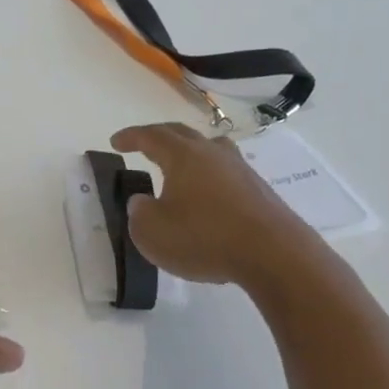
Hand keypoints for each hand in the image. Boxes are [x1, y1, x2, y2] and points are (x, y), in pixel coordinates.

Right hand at [111, 122, 319, 286]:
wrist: (273, 254)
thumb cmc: (204, 238)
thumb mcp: (152, 233)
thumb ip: (139, 213)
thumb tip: (142, 202)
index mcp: (182, 156)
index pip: (151, 136)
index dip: (131, 137)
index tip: (116, 141)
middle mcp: (212, 154)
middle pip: (182, 134)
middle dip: (159, 136)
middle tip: (142, 144)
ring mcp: (240, 170)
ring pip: (210, 149)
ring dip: (190, 151)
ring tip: (180, 163)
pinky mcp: (259, 190)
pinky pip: (226, 172)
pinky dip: (209, 176)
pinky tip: (207, 195)